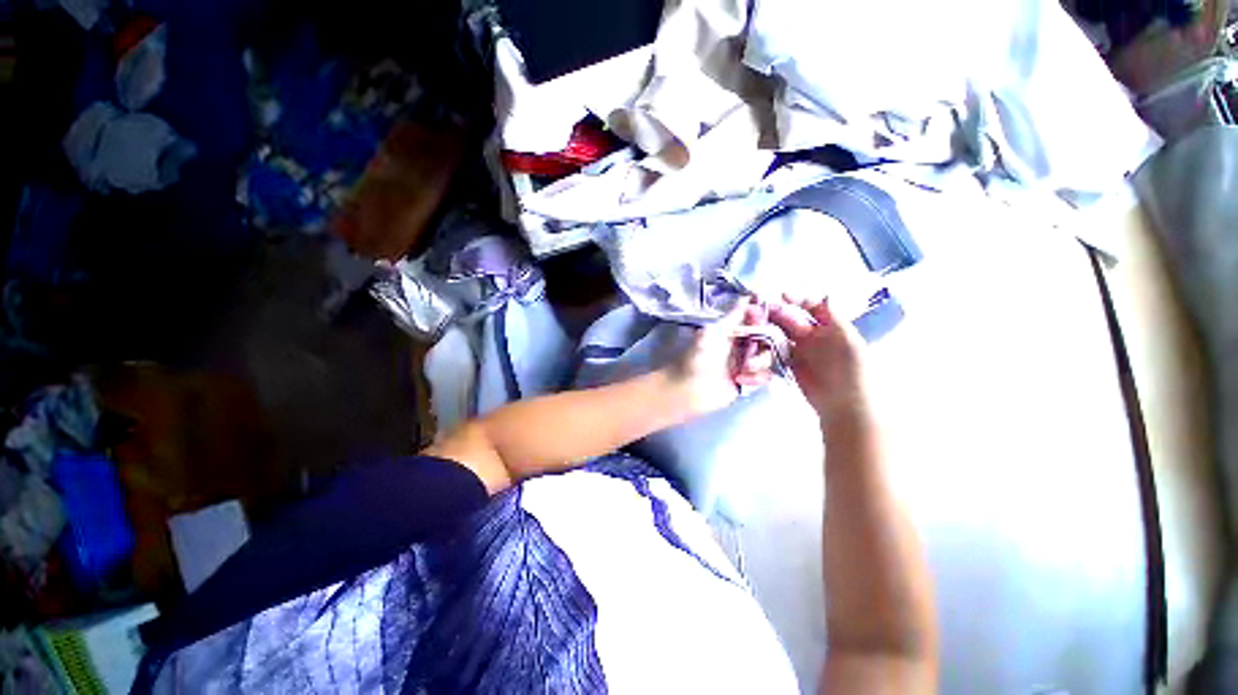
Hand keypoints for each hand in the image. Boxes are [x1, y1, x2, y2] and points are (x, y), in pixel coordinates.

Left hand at [666, 298, 775, 415]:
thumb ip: (732, 316)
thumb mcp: (712, 333)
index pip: (756, 318)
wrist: (686, 390)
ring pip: (769, 357)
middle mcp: (741, 344)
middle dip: (764, 343)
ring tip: (743, 369)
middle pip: (769, 337)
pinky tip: (740, 380)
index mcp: (732, 329)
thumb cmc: (695, 358)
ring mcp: (746, 362)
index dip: (763, 318)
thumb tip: (747, 296)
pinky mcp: (748, 380)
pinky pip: (766, 375)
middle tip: (751, 351)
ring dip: (760, 362)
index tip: (762, 322)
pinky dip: (757, 378)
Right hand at [768, 296, 868, 419]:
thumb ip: (835, 319)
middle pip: (792, 319)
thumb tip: (826, 295)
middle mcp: (813, 336)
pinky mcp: (789, 365)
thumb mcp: (849, 341)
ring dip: (768, 330)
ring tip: (754, 328)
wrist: (844, 405)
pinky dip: (765, 349)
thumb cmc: (851, 371)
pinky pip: (775, 352)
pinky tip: (756, 345)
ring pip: (780, 335)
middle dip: (777, 314)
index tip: (781, 296)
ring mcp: (800, 351)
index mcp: (829, 328)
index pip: (812, 308)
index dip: (797, 300)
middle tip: (760, 311)